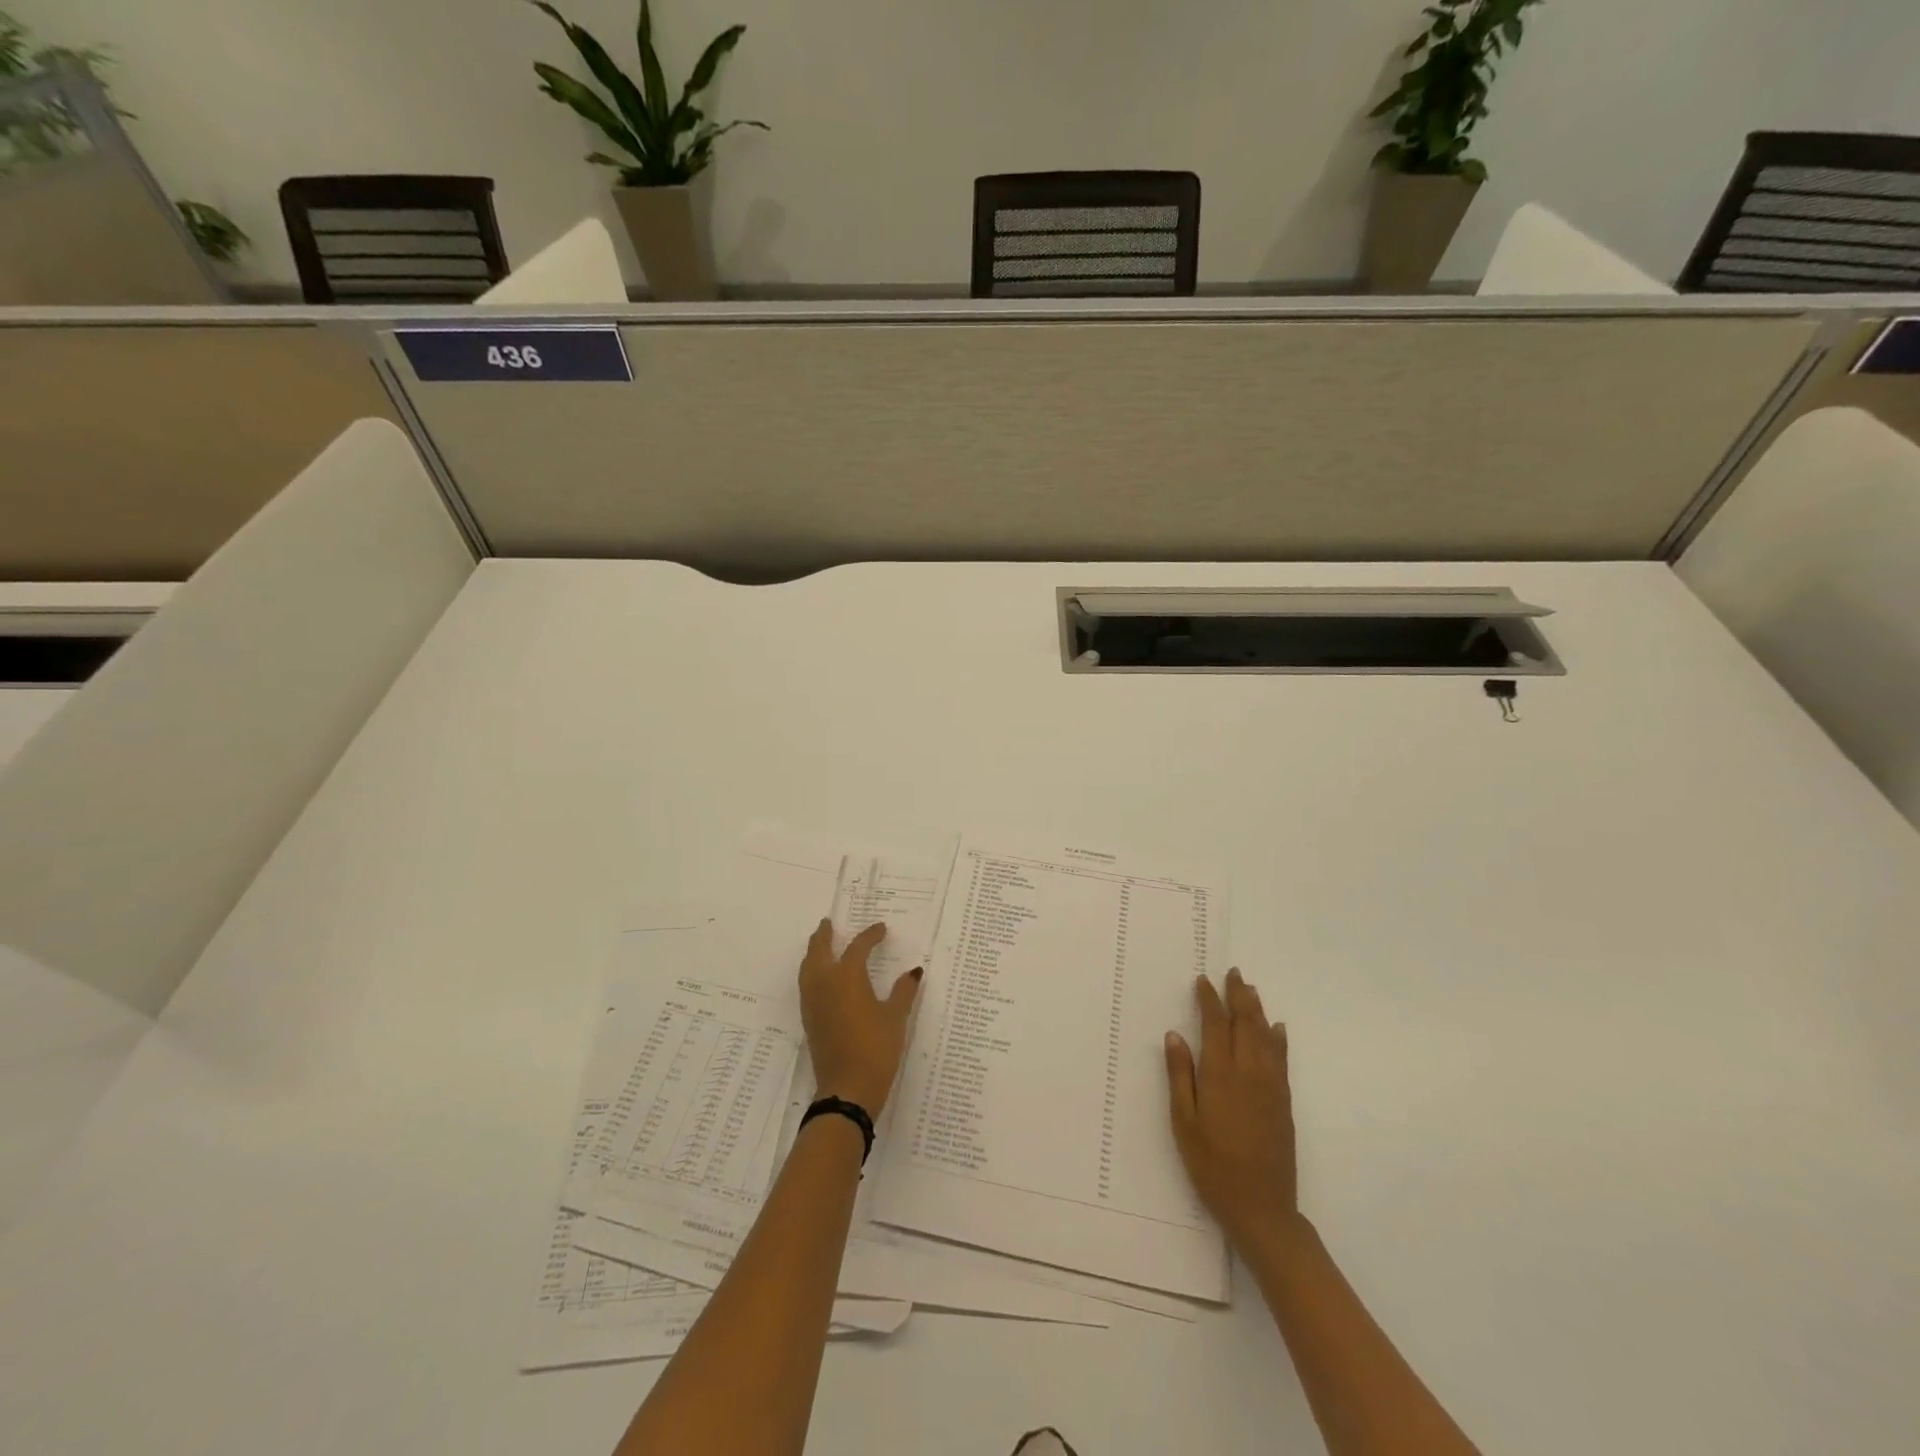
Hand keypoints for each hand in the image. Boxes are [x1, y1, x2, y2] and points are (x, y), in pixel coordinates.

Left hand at [798, 920, 921, 1115]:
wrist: (847, 1089)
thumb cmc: (876, 1049)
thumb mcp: (896, 1018)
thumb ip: (903, 991)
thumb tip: (913, 972)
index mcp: (847, 977)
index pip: (858, 947)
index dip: (870, 936)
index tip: (881, 929)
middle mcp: (825, 983)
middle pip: (819, 950)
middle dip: (824, 935)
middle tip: (828, 923)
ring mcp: (813, 1002)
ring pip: (808, 967)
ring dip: (814, 952)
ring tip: (821, 945)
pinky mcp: (809, 1019)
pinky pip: (806, 984)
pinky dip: (811, 971)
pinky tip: (821, 978)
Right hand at [1165, 967, 1299, 1252]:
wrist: (1262, 1207)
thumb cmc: (1212, 1165)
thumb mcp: (1184, 1122)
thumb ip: (1180, 1076)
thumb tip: (1175, 1035)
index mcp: (1220, 1075)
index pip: (1215, 1025)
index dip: (1209, 1000)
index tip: (1203, 980)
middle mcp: (1248, 1073)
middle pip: (1245, 1024)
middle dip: (1238, 996)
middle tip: (1233, 973)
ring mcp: (1270, 1086)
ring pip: (1265, 1036)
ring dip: (1257, 1010)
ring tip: (1251, 989)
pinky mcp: (1283, 1102)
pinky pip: (1281, 1059)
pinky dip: (1278, 1038)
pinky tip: (1277, 1028)